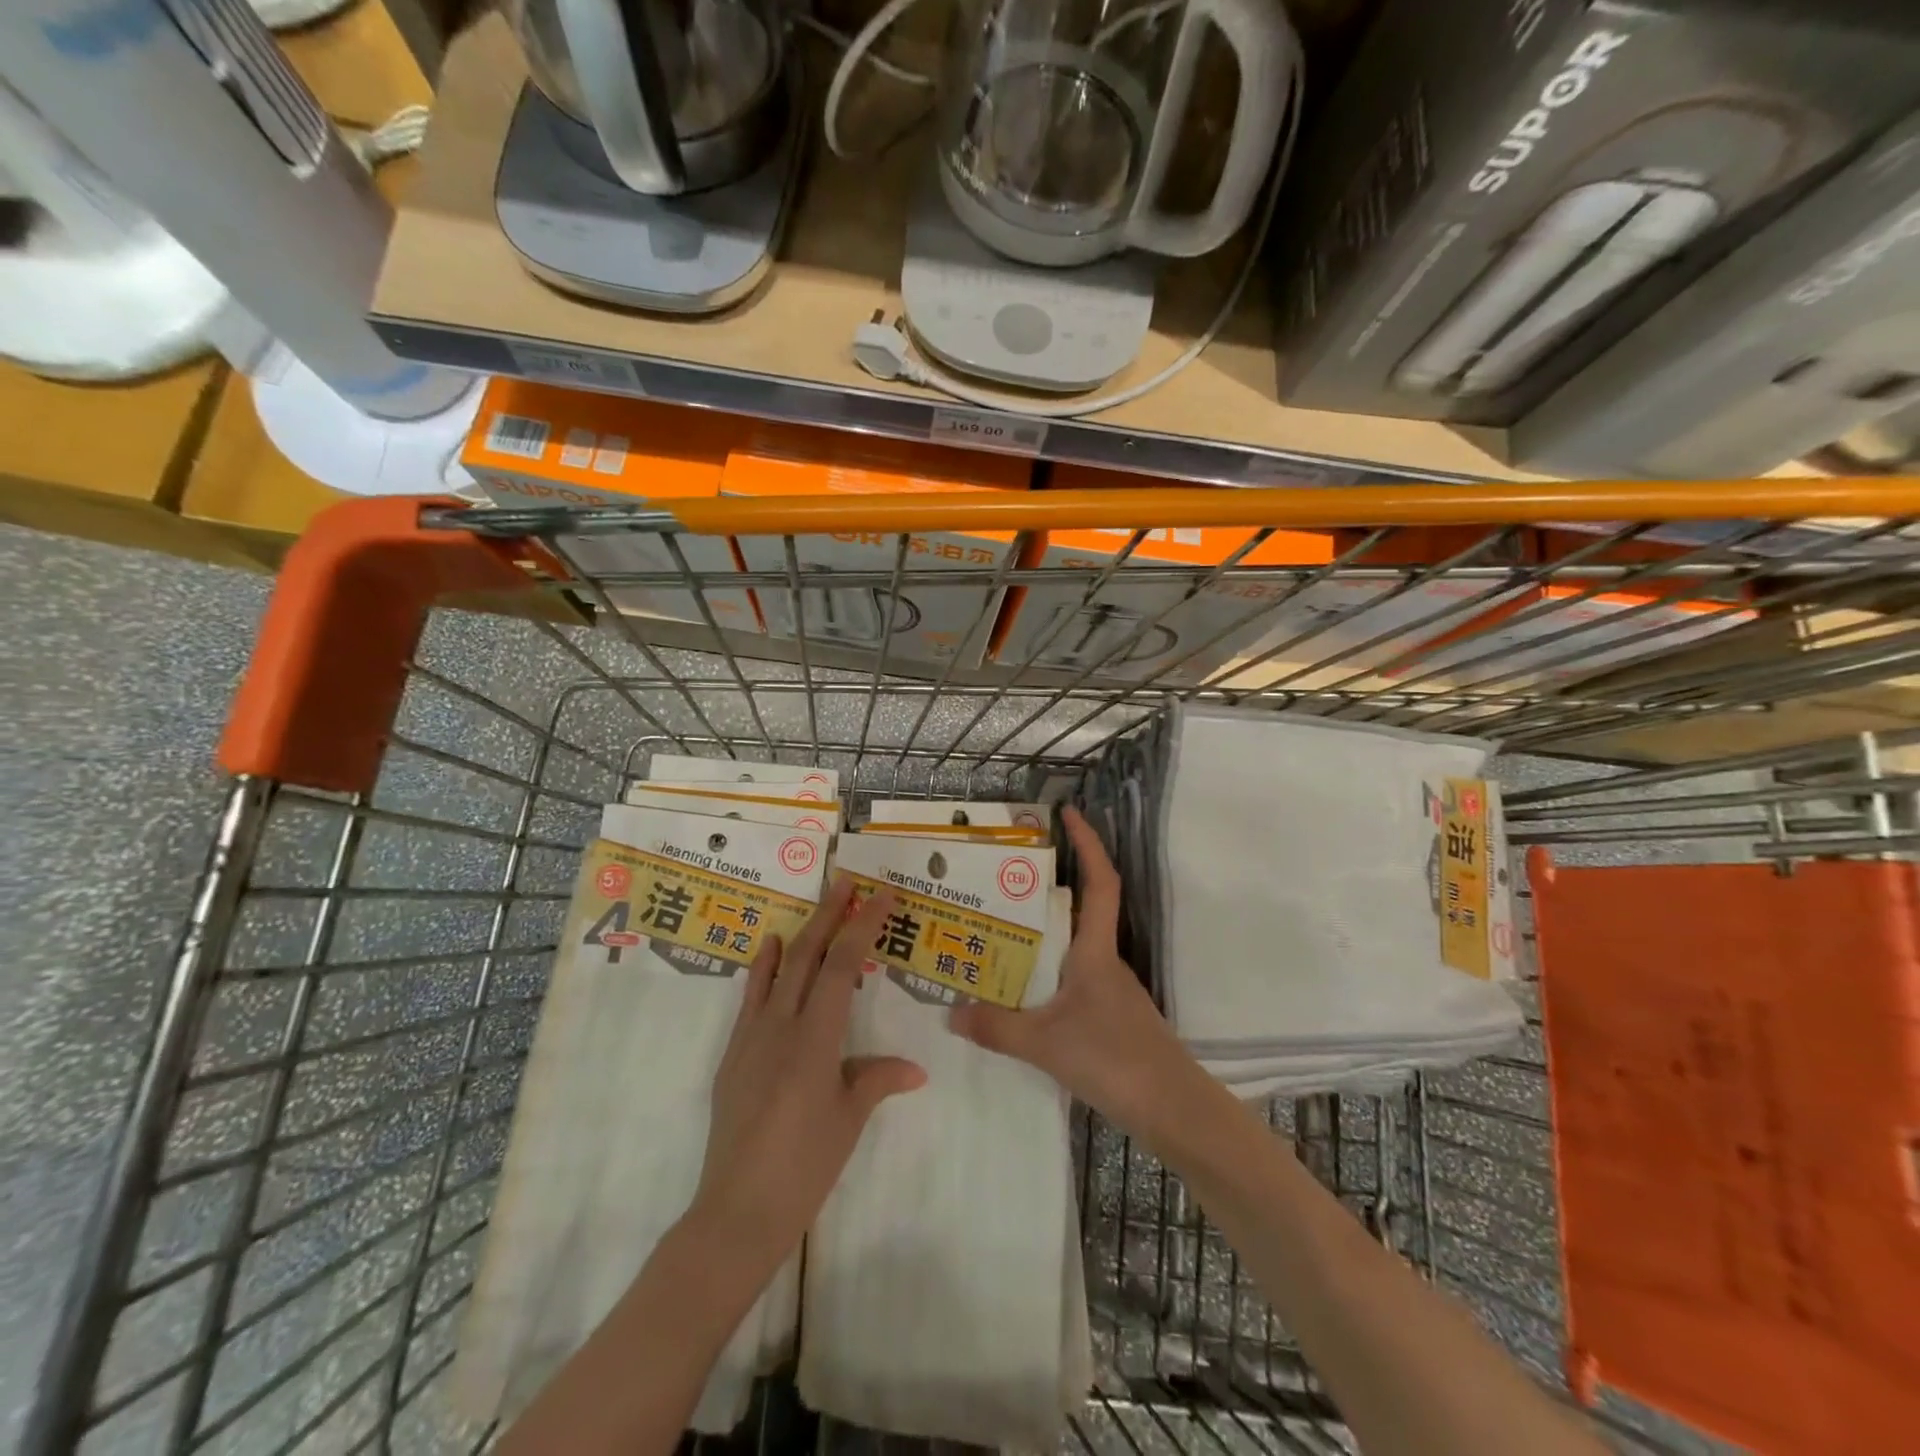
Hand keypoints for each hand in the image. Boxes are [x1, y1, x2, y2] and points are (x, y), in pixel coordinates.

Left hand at [689, 877, 926, 1279]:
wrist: (737, 1210)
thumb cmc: (805, 1166)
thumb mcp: (849, 1120)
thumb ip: (878, 1080)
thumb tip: (915, 1069)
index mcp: (816, 1039)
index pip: (842, 966)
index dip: (862, 926)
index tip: (880, 896)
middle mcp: (782, 1026)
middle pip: (807, 955)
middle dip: (829, 914)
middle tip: (846, 882)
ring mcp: (752, 1038)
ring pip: (778, 970)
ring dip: (800, 932)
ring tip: (816, 904)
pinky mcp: (733, 1055)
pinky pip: (752, 998)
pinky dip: (764, 968)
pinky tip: (770, 951)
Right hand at [949, 807, 1197, 1135]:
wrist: (1171, 1108)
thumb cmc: (1113, 1058)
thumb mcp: (1045, 1043)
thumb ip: (996, 1027)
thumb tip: (950, 1010)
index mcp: (1096, 951)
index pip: (1100, 882)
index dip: (1089, 843)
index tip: (1069, 813)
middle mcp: (1105, 960)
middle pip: (1081, 907)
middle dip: (1049, 883)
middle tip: (1002, 875)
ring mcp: (1109, 987)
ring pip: (1073, 944)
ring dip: (1043, 930)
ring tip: (998, 928)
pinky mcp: (1108, 1014)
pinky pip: (1071, 975)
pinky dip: (1045, 969)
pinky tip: (1020, 987)